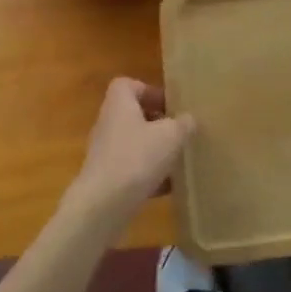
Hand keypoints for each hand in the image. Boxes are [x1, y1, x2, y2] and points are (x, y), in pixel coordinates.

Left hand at [68, 78, 195, 225]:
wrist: (102, 206)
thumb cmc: (136, 158)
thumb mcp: (171, 136)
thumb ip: (183, 124)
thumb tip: (188, 119)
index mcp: (119, 104)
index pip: (129, 85)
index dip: (150, 91)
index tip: (171, 105)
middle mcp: (108, 123)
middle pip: (133, 115)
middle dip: (158, 124)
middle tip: (180, 132)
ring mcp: (105, 153)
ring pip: (134, 144)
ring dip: (155, 150)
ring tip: (178, 159)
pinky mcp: (106, 179)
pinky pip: (131, 170)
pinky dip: (148, 175)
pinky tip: (168, 187)